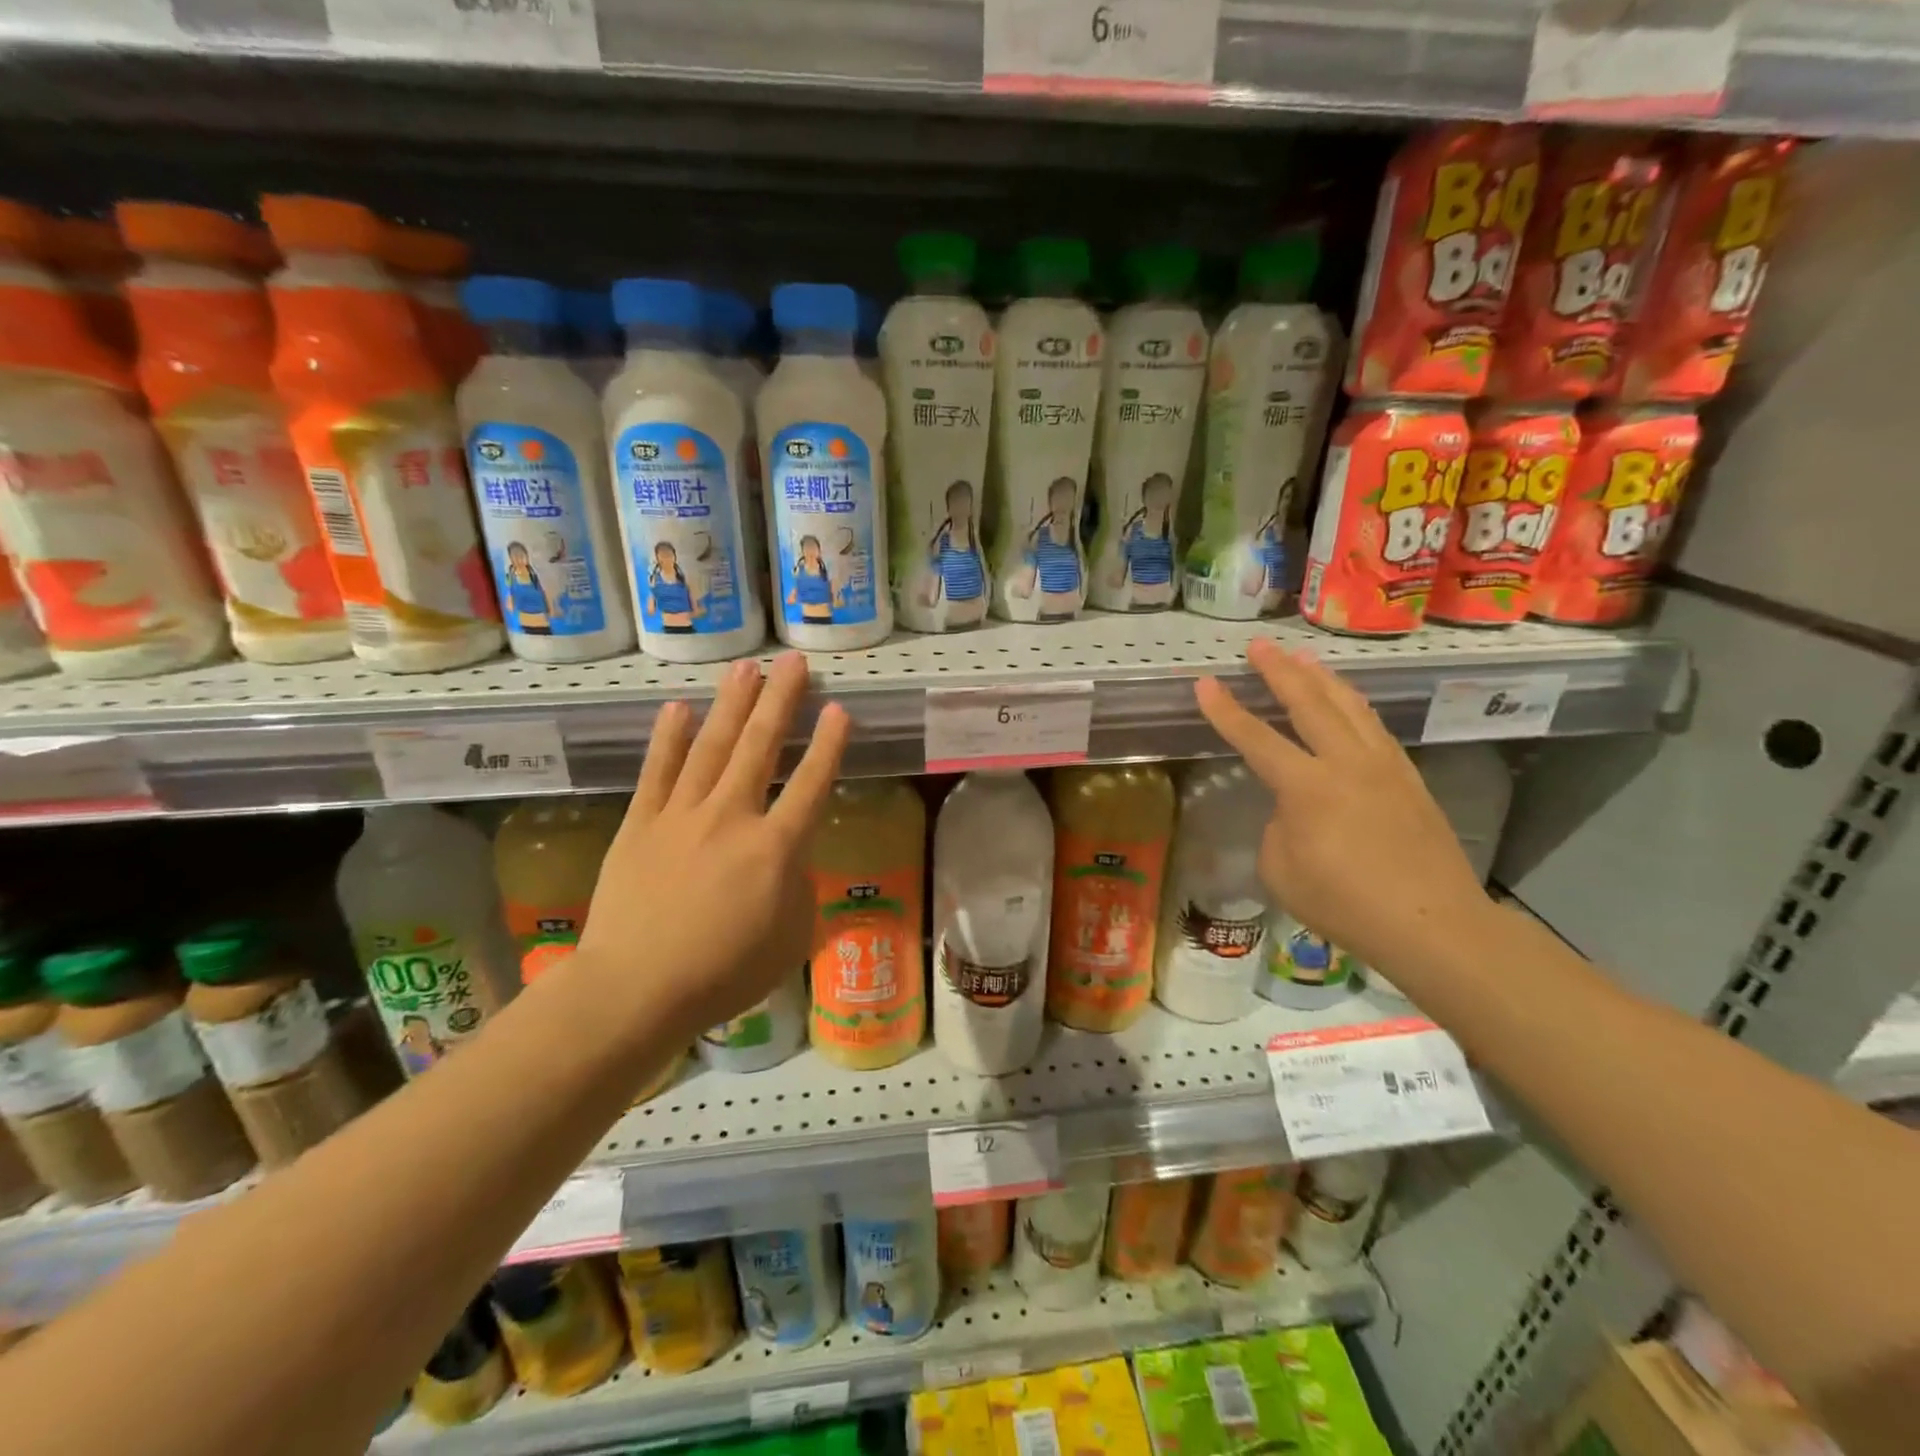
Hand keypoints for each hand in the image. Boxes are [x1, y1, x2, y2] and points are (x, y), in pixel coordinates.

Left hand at [578, 652, 849, 1038]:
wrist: (635, 988)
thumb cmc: (724, 973)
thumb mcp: (791, 939)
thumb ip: (800, 889)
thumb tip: (791, 859)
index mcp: (776, 848)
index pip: (812, 784)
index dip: (829, 745)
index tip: (840, 708)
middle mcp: (732, 817)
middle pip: (760, 747)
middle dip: (780, 700)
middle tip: (792, 661)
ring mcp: (682, 815)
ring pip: (711, 747)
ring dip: (730, 704)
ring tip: (745, 668)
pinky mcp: (641, 823)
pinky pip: (658, 771)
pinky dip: (669, 737)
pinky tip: (678, 707)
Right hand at [1194, 638, 1491, 971]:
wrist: (1433, 923)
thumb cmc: (1345, 904)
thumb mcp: (1282, 871)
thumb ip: (1279, 828)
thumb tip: (1293, 810)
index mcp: (1307, 787)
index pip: (1256, 739)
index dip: (1225, 710)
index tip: (1204, 682)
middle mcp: (1346, 763)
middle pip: (1309, 703)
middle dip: (1280, 671)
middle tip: (1260, 645)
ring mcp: (1383, 766)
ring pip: (1349, 706)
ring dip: (1322, 678)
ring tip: (1303, 657)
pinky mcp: (1409, 779)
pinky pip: (1374, 727)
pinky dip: (1354, 705)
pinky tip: (1348, 702)